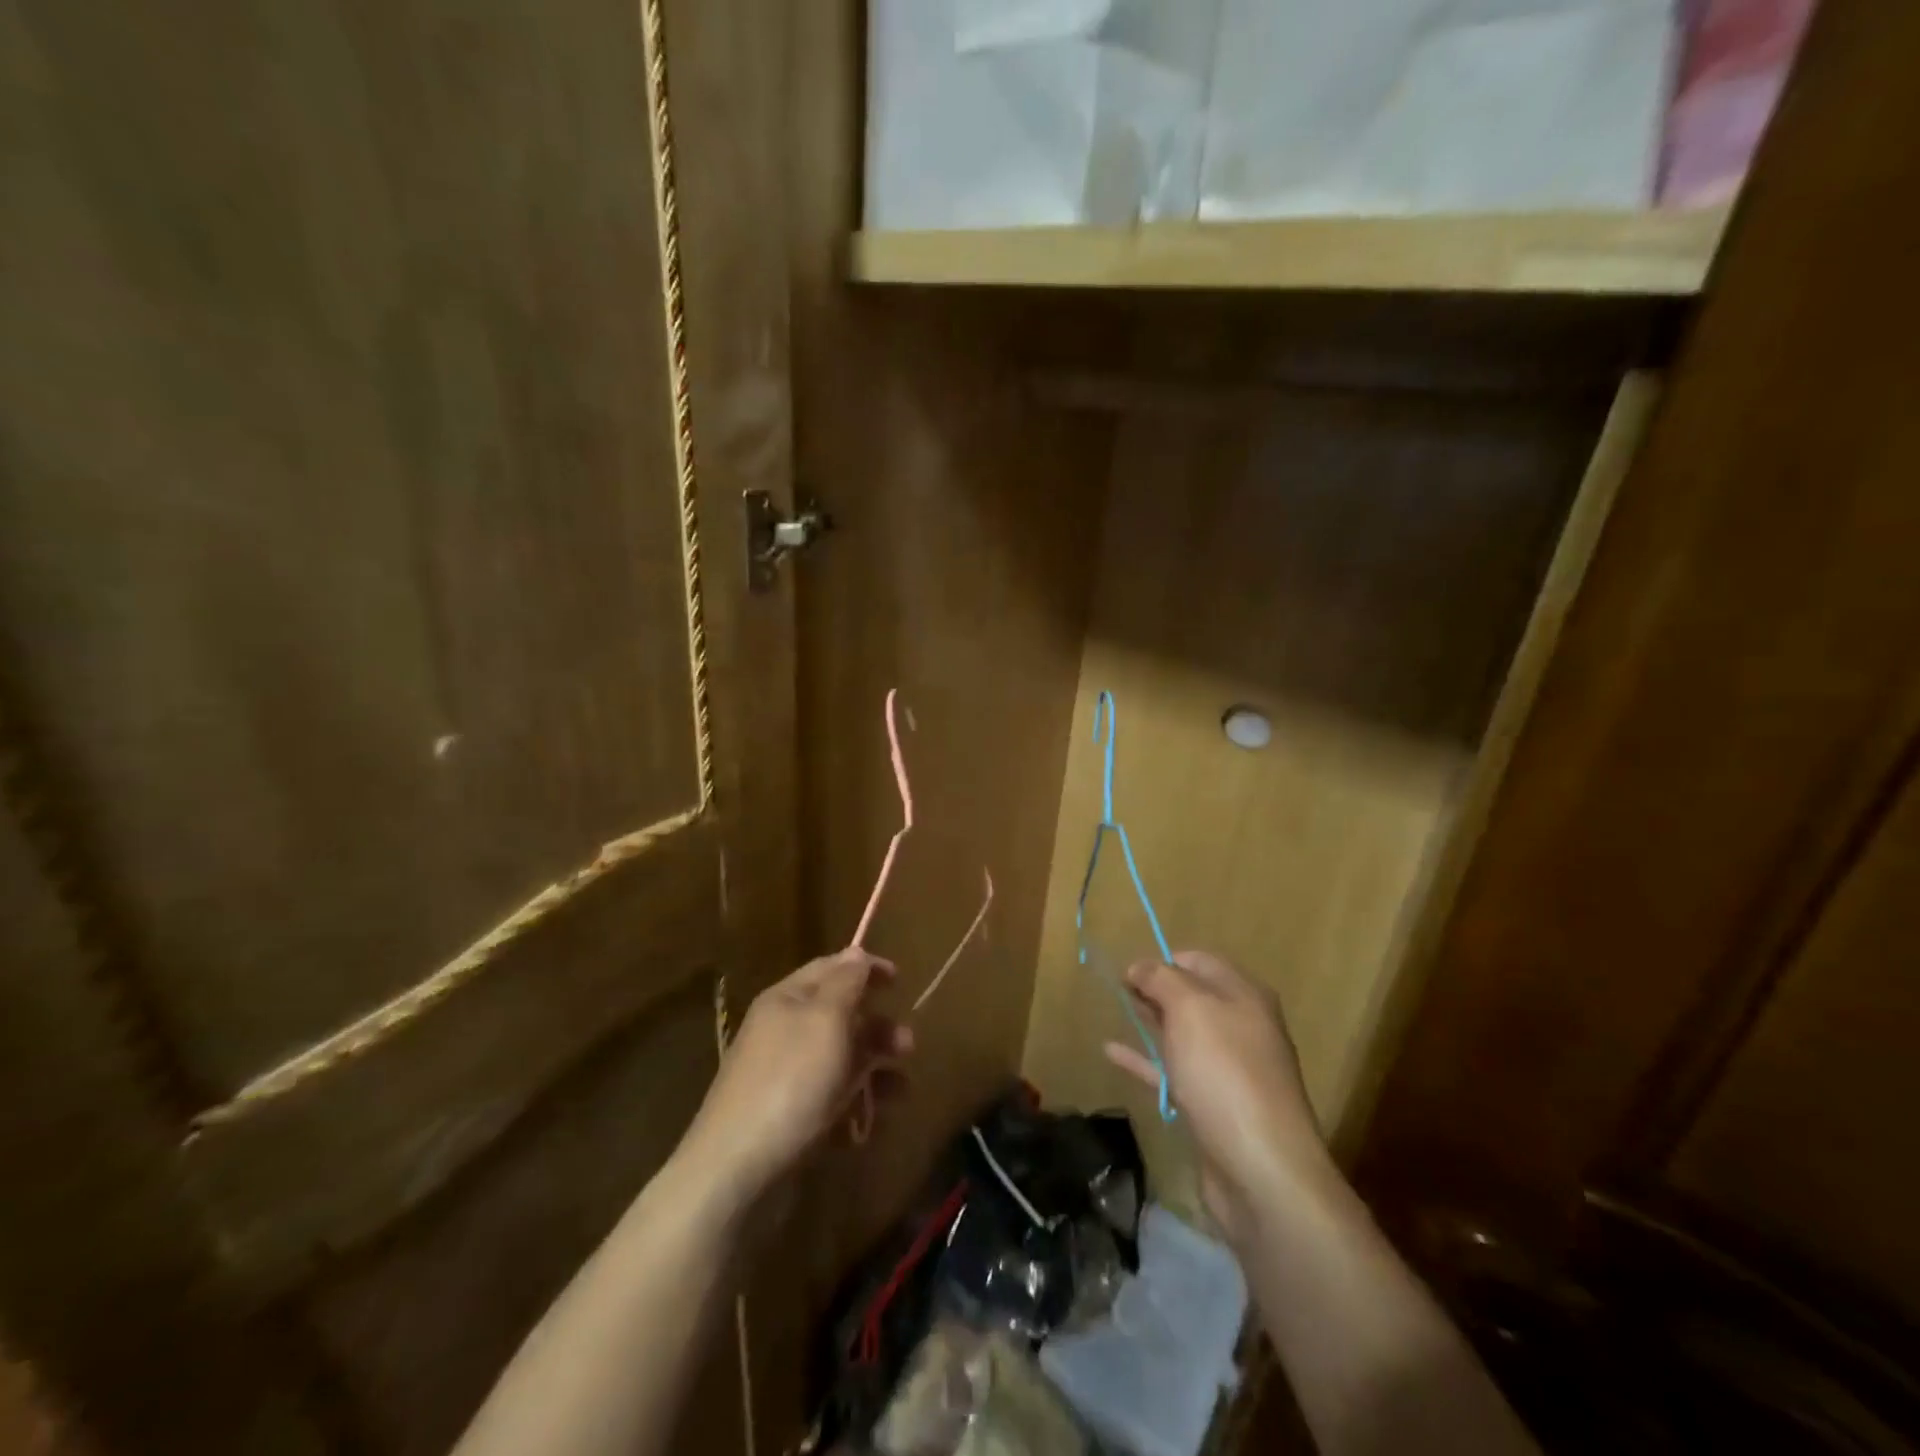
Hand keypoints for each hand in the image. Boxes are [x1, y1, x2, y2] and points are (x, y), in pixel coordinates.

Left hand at [679, 950, 912, 1206]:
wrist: (737, 1171)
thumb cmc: (790, 1081)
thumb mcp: (825, 1020)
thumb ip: (846, 983)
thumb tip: (856, 953)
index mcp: (787, 1000)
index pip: (830, 968)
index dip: (865, 968)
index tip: (900, 979)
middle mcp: (784, 1032)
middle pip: (840, 1016)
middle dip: (877, 1027)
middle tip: (908, 1045)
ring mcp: (786, 1077)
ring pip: (841, 1061)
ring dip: (875, 1069)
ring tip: (900, 1090)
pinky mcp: (790, 1119)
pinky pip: (832, 1100)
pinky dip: (857, 1105)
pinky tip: (873, 1121)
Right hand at [1105, 951, 1334, 1247]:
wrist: (1260, 1169)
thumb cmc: (1225, 1073)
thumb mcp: (1191, 1009)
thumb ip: (1161, 979)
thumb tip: (1140, 966)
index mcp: (1244, 996)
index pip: (1200, 961)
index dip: (1164, 960)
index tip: (1129, 970)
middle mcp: (1241, 1027)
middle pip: (1193, 997)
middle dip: (1156, 989)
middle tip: (1118, 989)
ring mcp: (1228, 1070)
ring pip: (1183, 1035)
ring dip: (1151, 1021)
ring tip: (1116, 1012)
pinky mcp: (1212, 1107)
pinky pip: (1173, 1071)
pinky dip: (1145, 1060)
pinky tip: (1113, 1053)